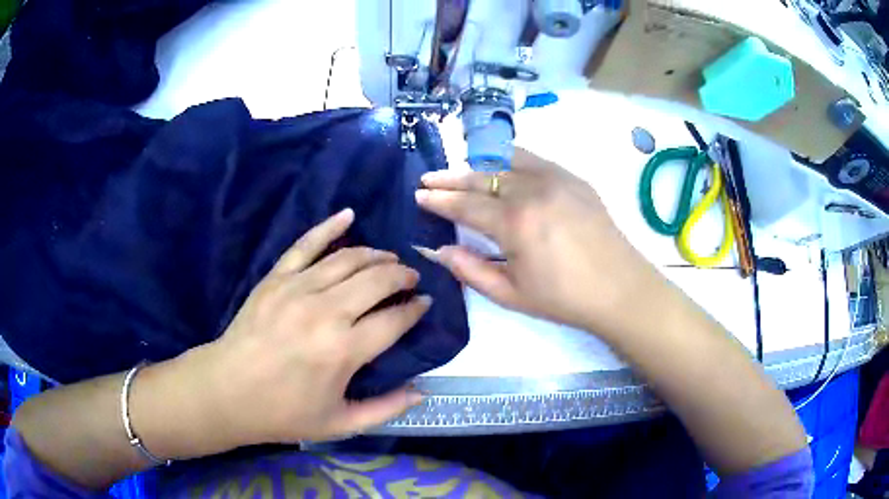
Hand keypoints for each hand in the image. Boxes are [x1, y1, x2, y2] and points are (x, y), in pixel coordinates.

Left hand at [196, 209, 428, 445]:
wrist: (227, 391)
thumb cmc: (284, 413)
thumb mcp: (340, 424)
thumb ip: (386, 409)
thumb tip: (422, 392)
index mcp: (344, 351)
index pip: (395, 319)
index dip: (416, 309)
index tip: (425, 303)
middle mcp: (326, 312)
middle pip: (377, 280)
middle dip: (402, 276)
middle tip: (411, 279)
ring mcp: (298, 289)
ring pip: (349, 259)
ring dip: (376, 256)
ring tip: (389, 260)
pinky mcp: (276, 278)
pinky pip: (306, 244)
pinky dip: (329, 226)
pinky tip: (348, 215)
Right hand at [415, 149, 663, 336]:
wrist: (619, 288)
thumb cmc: (563, 298)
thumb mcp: (511, 294)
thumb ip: (470, 270)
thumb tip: (438, 250)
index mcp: (515, 223)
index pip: (465, 205)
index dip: (439, 200)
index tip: (419, 195)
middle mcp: (532, 190)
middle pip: (481, 178)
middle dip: (450, 179)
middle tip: (428, 179)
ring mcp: (555, 179)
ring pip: (505, 163)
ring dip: (478, 167)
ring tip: (461, 173)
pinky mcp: (573, 178)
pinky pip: (533, 160)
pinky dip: (510, 160)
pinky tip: (501, 167)